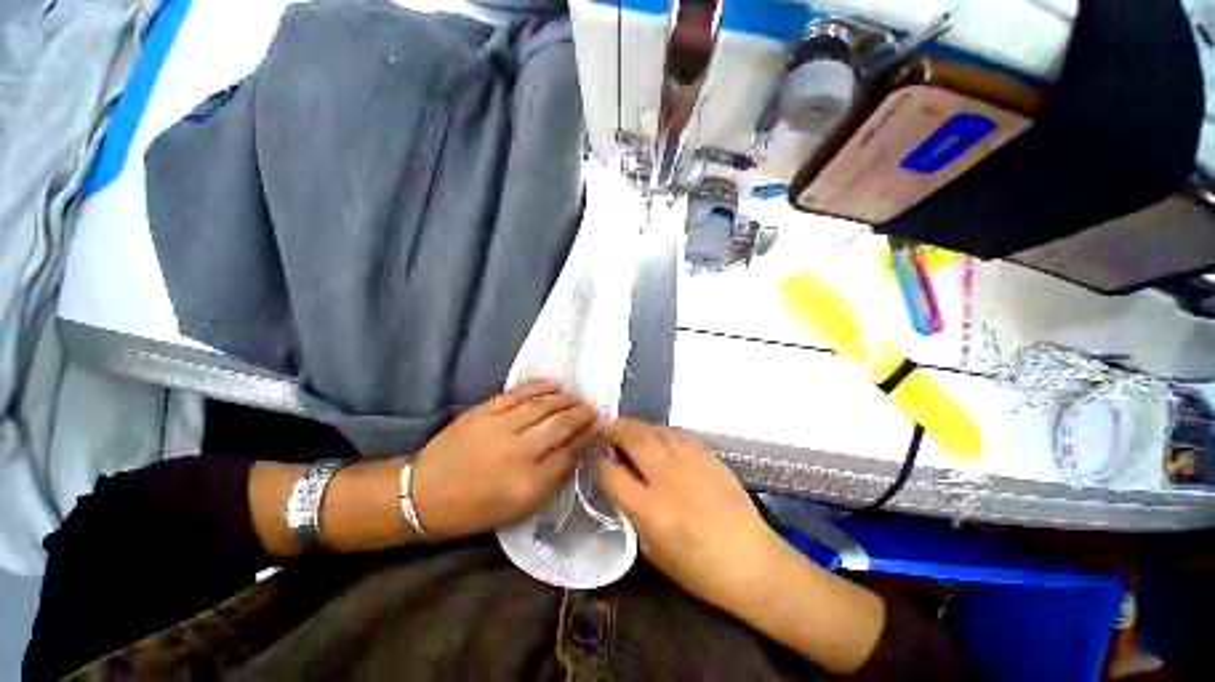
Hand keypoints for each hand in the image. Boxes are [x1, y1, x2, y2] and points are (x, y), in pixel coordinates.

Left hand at [412, 379, 598, 538]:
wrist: (425, 494)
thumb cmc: (477, 508)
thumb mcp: (521, 507)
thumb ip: (553, 479)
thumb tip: (578, 452)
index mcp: (529, 484)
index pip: (570, 453)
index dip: (589, 437)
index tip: (601, 427)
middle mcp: (519, 453)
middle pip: (561, 426)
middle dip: (582, 415)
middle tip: (594, 409)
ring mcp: (500, 428)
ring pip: (543, 406)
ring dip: (565, 399)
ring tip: (578, 396)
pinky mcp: (484, 411)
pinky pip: (518, 393)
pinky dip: (539, 385)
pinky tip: (555, 383)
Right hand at [598, 419, 786, 613]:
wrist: (752, 561)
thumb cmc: (699, 568)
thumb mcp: (653, 549)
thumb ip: (632, 511)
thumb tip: (621, 480)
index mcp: (651, 510)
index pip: (612, 473)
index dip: (600, 463)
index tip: (598, 459)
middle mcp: (668, 477)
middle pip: (633, 437)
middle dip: (615, 430)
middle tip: (610, 434)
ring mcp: (691, 461)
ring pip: (656, 429)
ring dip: (639, 429)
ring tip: (634, 436)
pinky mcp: (709, 455)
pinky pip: (678, 434)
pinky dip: (663, 434)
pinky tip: (662, 442)